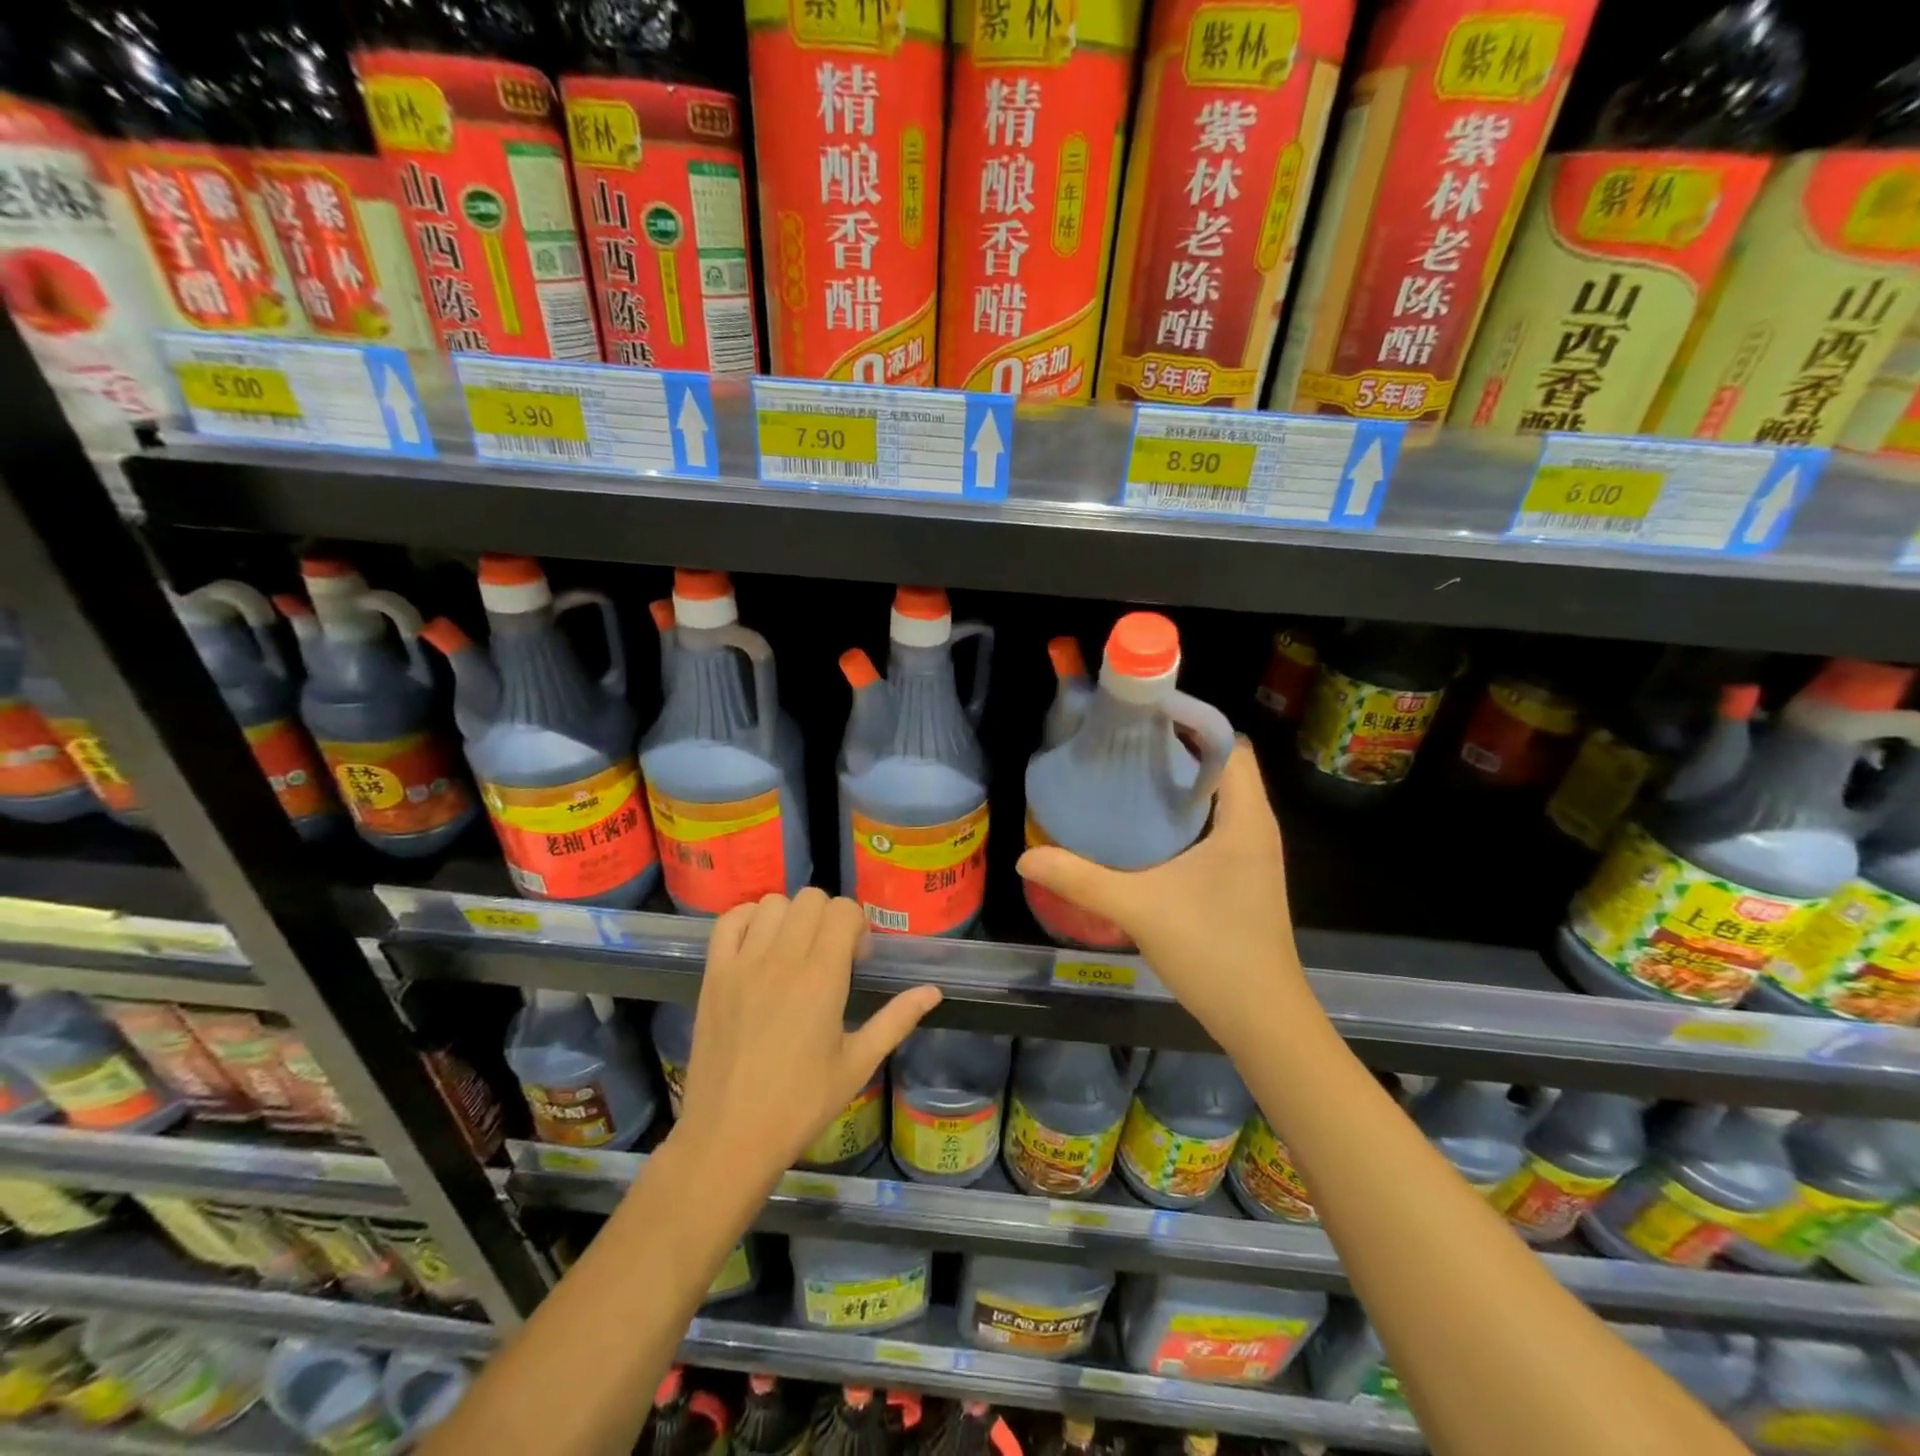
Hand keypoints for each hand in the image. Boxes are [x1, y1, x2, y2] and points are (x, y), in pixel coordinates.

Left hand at [677, 889, 941, 1181]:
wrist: (728, 1137)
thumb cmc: (800, 1105)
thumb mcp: (858, 1065)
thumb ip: (896, 1020)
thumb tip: (933, 991)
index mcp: (823, 978)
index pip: (844, 911)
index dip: (857, 926)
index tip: (856, 959)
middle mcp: (783, 959)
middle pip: (811, 898)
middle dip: (828, 917)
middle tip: (829, 954)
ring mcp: (743, 963)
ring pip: (772, 903)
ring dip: (791, 917)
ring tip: (794, 950)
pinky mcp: (714, 974)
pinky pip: (729, 920)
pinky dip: (748, 920)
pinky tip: (758, 946)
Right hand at [1016, 740, 1306, 1056]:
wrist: (1262, 1020)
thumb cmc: (1213, 953)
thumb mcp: (1139, 909)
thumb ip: (1081, 879)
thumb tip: (1027, 858)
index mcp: (1245, 819)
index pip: (1228, 745)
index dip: (1190, 724)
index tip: (1141, 718)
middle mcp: (1256, 826)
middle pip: (1220, 766)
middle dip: (1175, 750)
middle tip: (1121, 747)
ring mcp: (1252, 852)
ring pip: (1218, 797)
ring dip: (1178, 784)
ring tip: (1125, 777)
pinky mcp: (1243, 874)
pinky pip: (1215, 823)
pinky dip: (1183, 813)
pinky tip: (1143, 828)